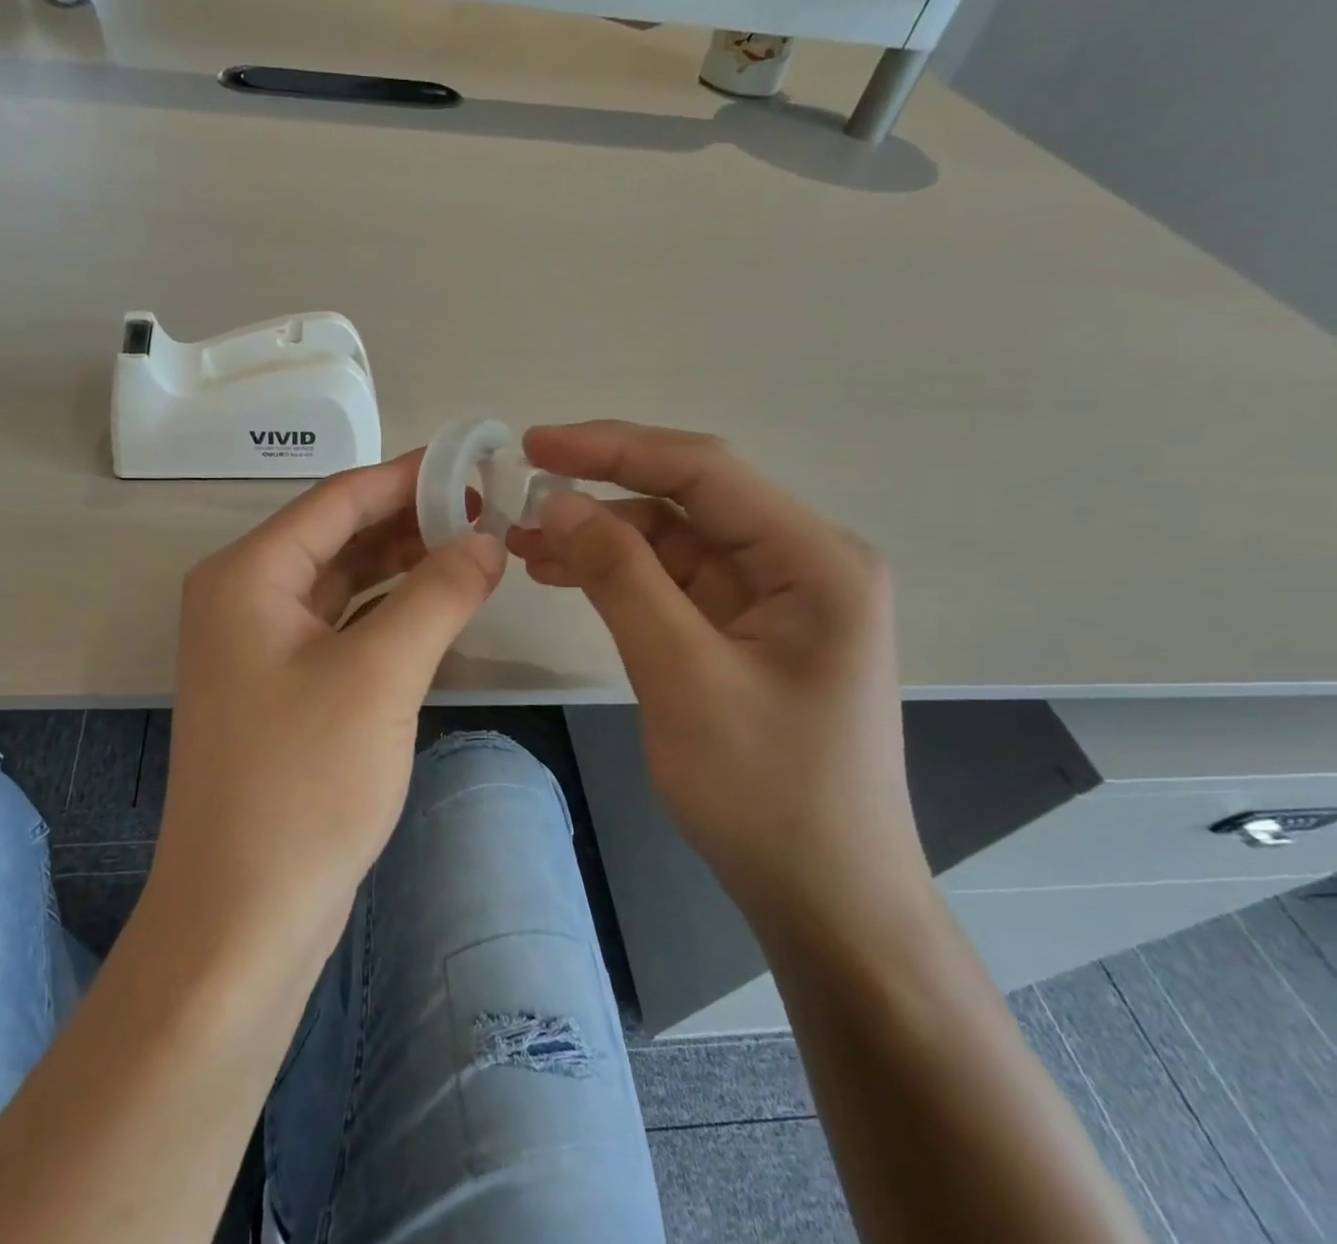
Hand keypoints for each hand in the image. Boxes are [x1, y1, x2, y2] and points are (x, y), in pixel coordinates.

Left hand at [157, 453, 504, 946]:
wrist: (245, 914)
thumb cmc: (304, 783)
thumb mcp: (380, 675)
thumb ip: (437, 594)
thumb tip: (485, 540)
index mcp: (248, 575)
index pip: (337, 498)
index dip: (408, 476)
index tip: (474, 462)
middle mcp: (245, 597)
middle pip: (339, 535)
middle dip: (411, 520)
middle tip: (489, 509)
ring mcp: (261, 645)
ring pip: (344, 582)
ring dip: (404, 565)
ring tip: (476, 548)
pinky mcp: (283, 687)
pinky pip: (343, 626)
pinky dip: (390, 611)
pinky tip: (439, 605)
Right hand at [506, 422, 920, 914]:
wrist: (825, 899)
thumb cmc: (765, 791)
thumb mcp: (681, 674)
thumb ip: (620, 576)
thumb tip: (557, 502)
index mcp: (813, 559)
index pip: (704, 470)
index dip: (613, 448)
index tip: (534, 445)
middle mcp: (801, 561)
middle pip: (688, 499)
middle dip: (601, 493)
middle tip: (519, 498)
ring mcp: (775, 597)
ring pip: (674, 539)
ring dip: (602, 536)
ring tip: (526, 543)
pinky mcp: (747, 629)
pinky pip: (675, 581)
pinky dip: (620, 574)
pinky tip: (565, 574)